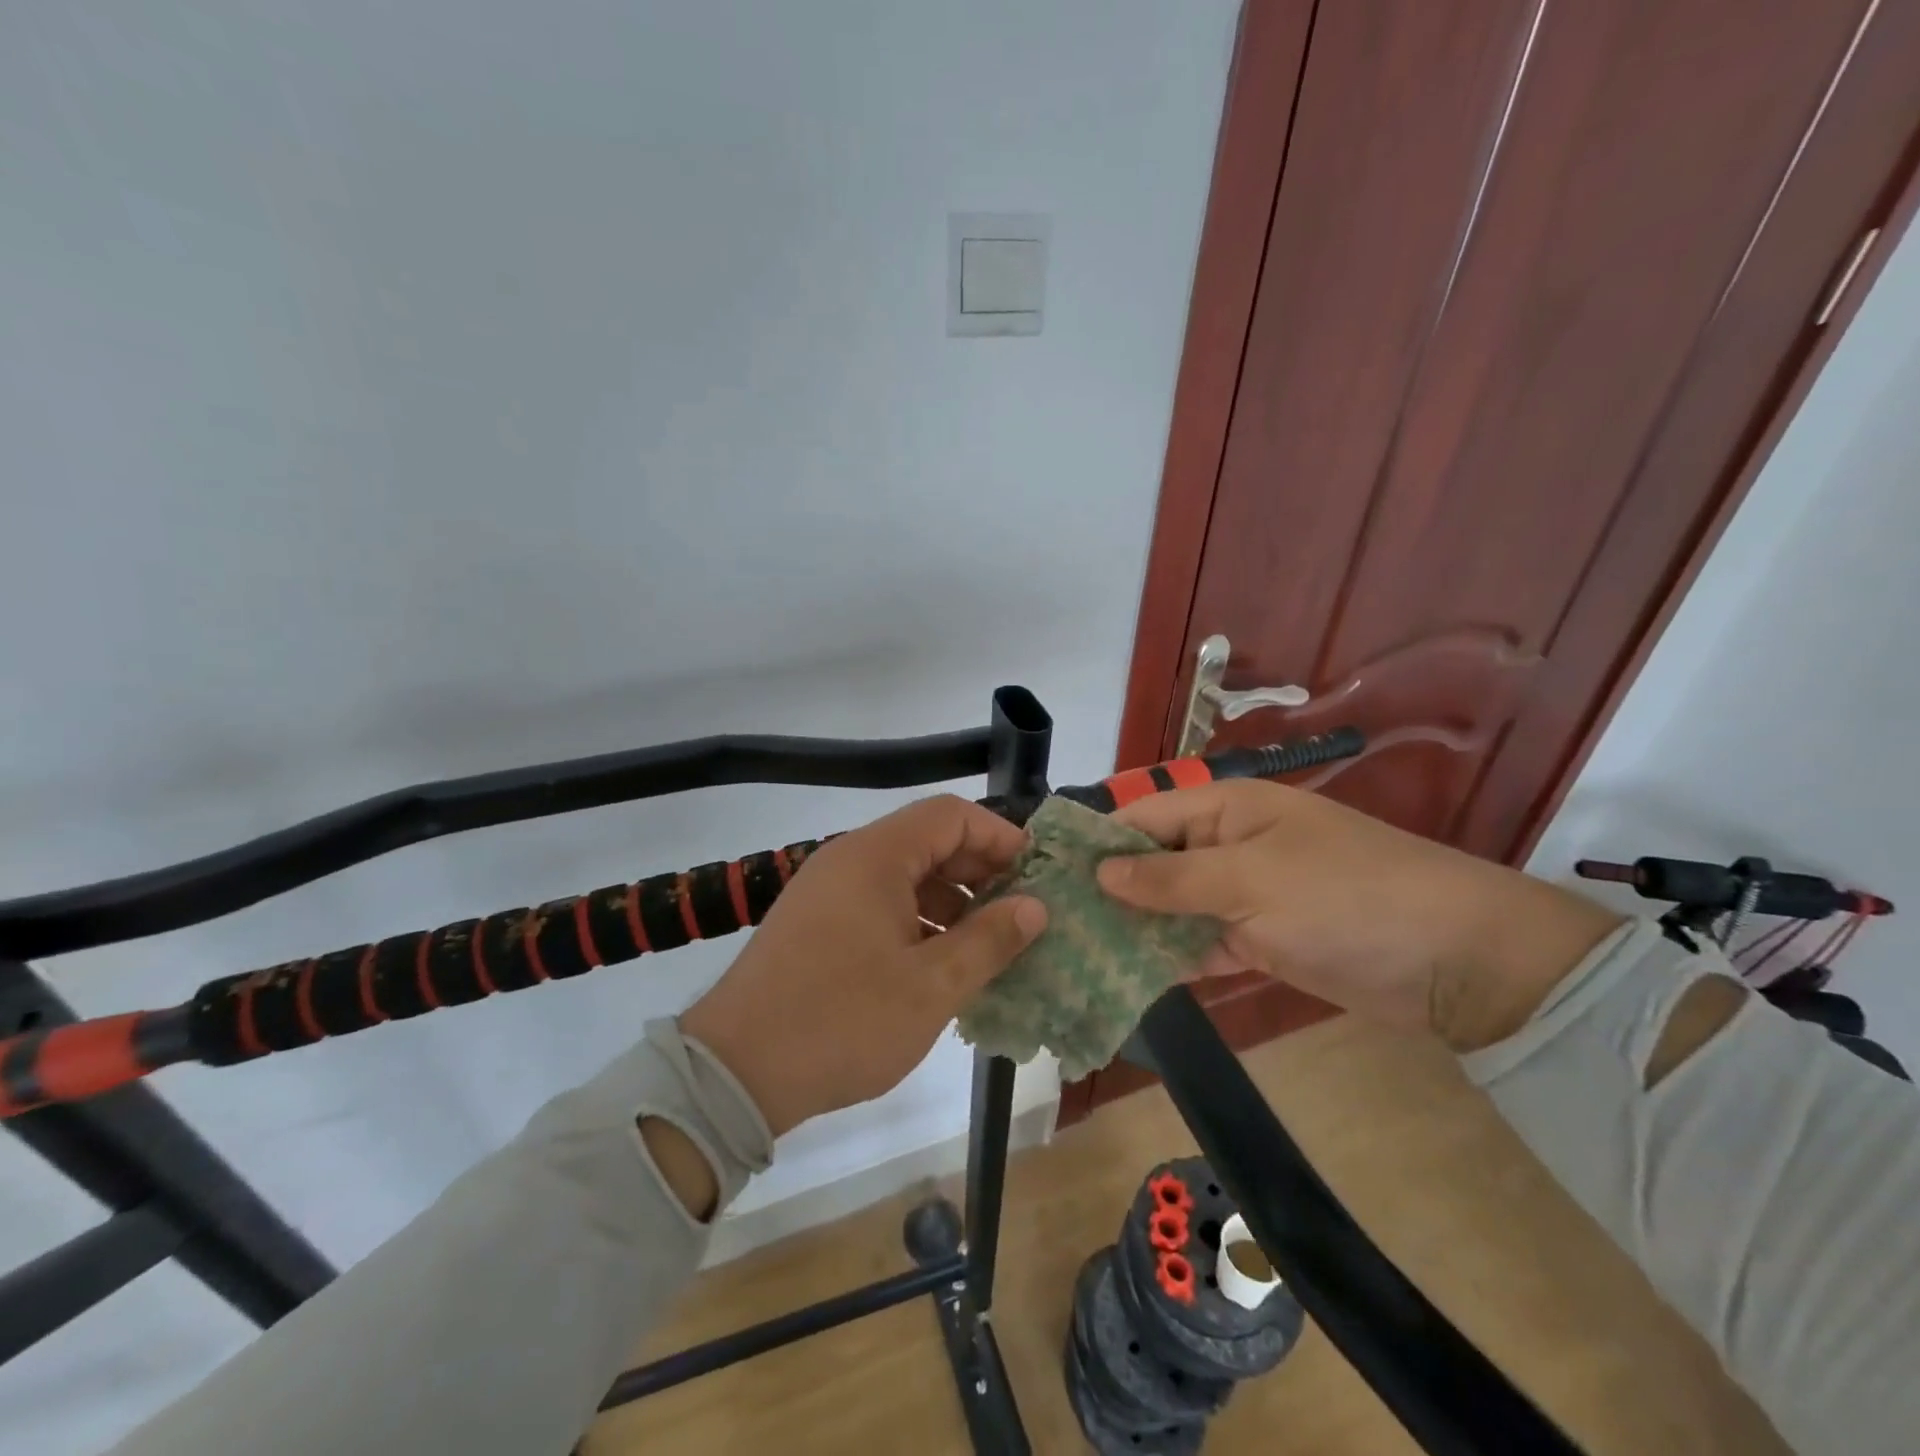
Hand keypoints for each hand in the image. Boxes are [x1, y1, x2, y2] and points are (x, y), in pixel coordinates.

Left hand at [679, 795, 1046, 1136]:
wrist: (735, 1073)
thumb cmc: (844, 1021)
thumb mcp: (931, 985)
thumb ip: (989, 939)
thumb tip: (1035, 906)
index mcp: (876, 856)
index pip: (951, 815)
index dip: (1000, 837)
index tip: (1036, 876)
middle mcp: (849, 860)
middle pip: (928, 841)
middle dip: (980, 873)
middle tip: (1020, 914)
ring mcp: (828, 892)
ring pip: (905, 876)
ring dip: (951, 902)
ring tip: (988, 947)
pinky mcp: (816, 925)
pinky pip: (880, 904)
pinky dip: (918, 923)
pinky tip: (940, 966)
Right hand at [1095, 781, 1619, 1051]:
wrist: (1459, 962)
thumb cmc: (1344, 897)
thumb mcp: (1249, 880)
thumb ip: (1170, 877)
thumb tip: (1100, 872)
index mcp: (1226, 808)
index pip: (1143, 815)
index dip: (1097, 841)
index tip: (1045, 872)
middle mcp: (1229, 844)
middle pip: (1153, 862)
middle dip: (1108, 889)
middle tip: (1049, 924)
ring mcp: (1245, 894)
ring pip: (1173, 906)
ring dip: (1134, 928)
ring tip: (1074, 954)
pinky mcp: (1261, 940)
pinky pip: (1201, 943)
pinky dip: (1171, 959)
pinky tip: (1125, 978)